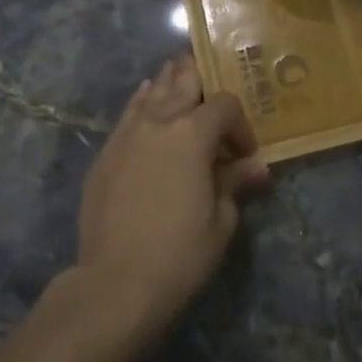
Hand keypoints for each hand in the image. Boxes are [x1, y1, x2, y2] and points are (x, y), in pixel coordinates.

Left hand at [74, 54, 269, 326]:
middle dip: (201, 80)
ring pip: (152, 91)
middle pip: (183, 81)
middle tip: (212, 87)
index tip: (244, 155)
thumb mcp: (221, 220)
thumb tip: (255, 168)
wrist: (115, 282)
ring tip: (181, 78)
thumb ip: (234, 182)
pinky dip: (143, 102)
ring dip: (170, 83)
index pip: (224, 105)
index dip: (240, 125)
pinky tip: (147, 98)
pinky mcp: (106, 152)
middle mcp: (159, 121)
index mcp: (193, 133)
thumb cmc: (180, 253)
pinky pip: (129, 113)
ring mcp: (127, 134)